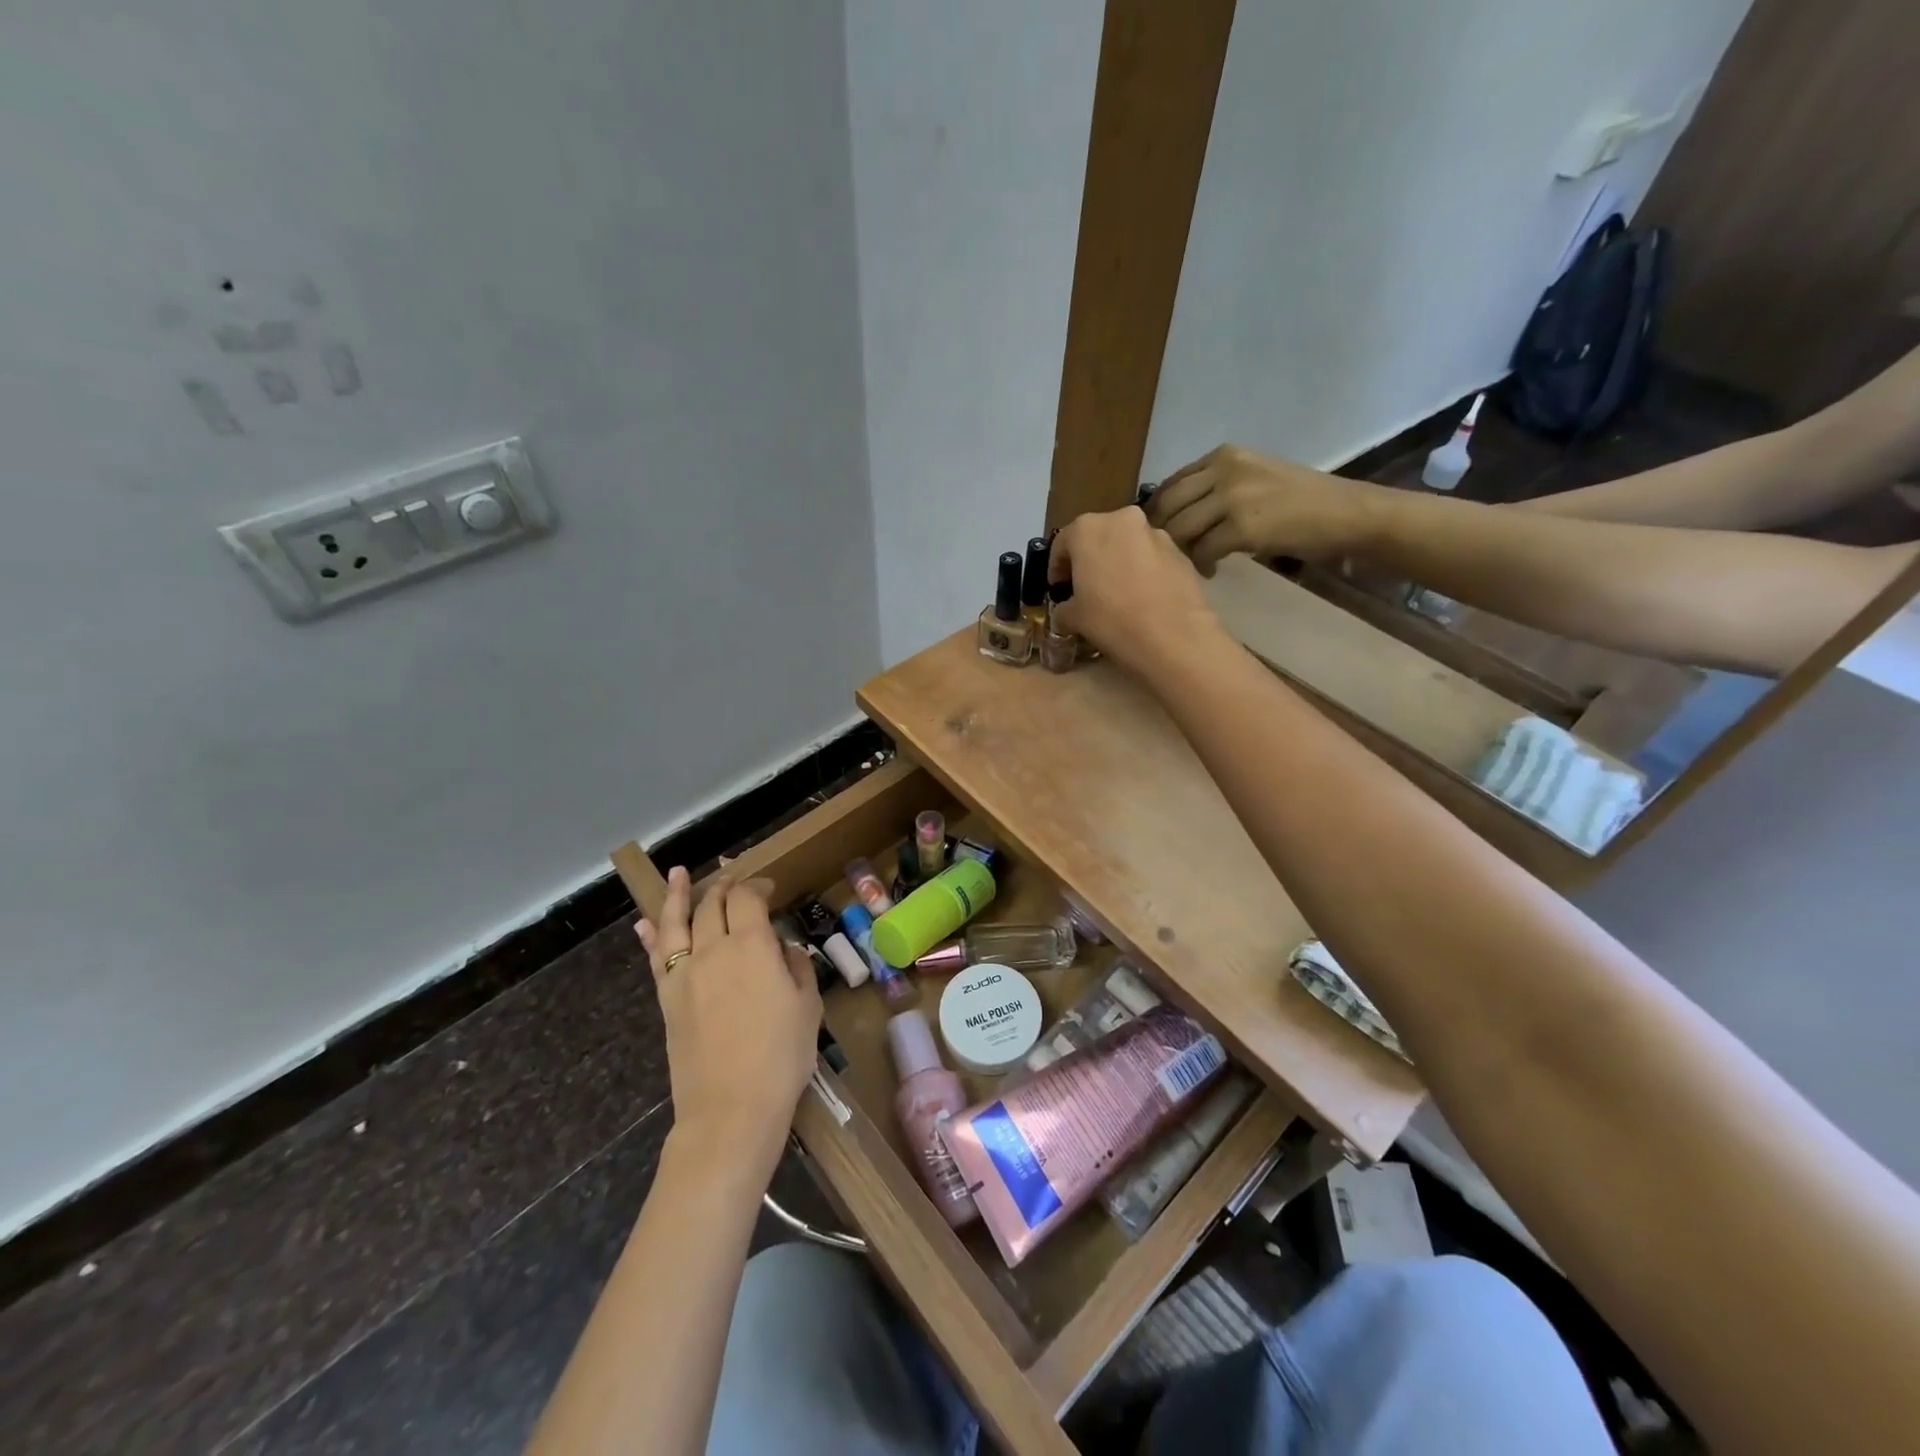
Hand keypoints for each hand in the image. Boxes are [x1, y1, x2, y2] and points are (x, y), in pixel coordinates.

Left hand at [638, 868, 821, 1167]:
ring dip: (678, 895)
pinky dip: (651, 935)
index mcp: (753, 946)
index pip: (748, 899)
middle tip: (733, 881)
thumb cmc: (781, 1057)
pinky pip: (656, 957)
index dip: (757, 887)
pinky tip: (645, 923)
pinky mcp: (667, 998)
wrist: (730, 1109)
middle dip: (724, 887)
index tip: (769, 889)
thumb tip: (783, 950)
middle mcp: (714, 949)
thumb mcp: (807, 1007)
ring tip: (677, 874)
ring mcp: (684, 973)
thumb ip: (796, 968)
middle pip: (713, 904)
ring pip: (676, 921)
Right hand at [1048, 507, 1225, 673]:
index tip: (1058, 588)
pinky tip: (1143, 599)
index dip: (1056, 568)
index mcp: (1087, 529)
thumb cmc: (1111, 620)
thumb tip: (1065, 612)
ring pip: (1128, 545)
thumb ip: (1063, 608)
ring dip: (1119, 563)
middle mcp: (1122, 520)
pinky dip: (1143, 572)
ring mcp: (1156, 533)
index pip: (1062, 543)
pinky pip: (1152, 559)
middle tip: (1087, 588)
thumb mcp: (1073, 619)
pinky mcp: (1180, 552)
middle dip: (1090, 560)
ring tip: (1118, 594)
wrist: (1173, 636)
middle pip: (1098, 537)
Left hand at [1147, 444, 1381, 574]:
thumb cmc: (1301, 500)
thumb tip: (1176, 513)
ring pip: (1179, 529)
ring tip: (1193, 562)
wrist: (1345, 512)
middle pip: (1168, 505)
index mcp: (1224, 455)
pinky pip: (1202, 550)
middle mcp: (1224, 470)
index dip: (1159, 512)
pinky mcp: (1242, 527)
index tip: (1158, 534)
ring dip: (1180, 551)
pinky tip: (1212, 570)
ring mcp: (1233, 497)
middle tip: (1169, 554)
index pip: (1172, 483)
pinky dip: (1201, 564)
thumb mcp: (1254, 477)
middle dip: (1161, 534)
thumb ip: (1216, 486)